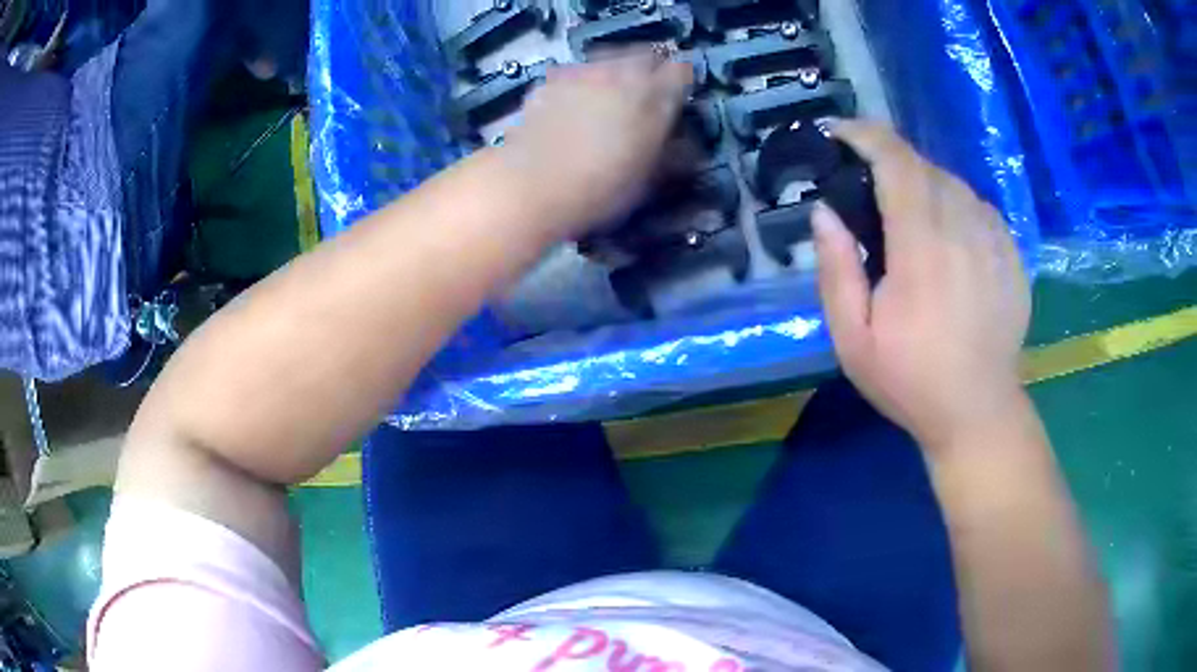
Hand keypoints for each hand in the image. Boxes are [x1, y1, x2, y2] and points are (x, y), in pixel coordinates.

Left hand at [498, 51, 692, 238]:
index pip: (681, 71)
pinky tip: (570, 110)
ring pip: (607, 61)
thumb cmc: (602, 188)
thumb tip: (687, 145)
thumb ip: (674, 153)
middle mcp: (619, 72)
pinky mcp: (548, 82)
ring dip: (613, 75)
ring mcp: (580, 73)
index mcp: (654, 94)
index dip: (681, 85)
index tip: (678, 102)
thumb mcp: (651, 179)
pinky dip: (578, 86)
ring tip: (606, 102)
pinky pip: (573, 75)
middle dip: (649, 72)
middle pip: (644, 56)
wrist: (533, 186)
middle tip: (644, 100)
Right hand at [813, 120, 1031, 452]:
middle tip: (871, 189)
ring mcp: (994, 240)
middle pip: (925, 166)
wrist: (978, 411)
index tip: (840, 134)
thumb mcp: (852, 339)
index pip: (897, 162)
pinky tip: (948, 236)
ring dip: (925, 184)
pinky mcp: (1012, 254)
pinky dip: (957, 206)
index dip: (866, 135)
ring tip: (910, 216)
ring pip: (955, 183)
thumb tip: (824, 212)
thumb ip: (836, 270)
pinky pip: (980, 207)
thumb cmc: (910, 380)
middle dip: (892, 162)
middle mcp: (962, 230)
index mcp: (921, 248)